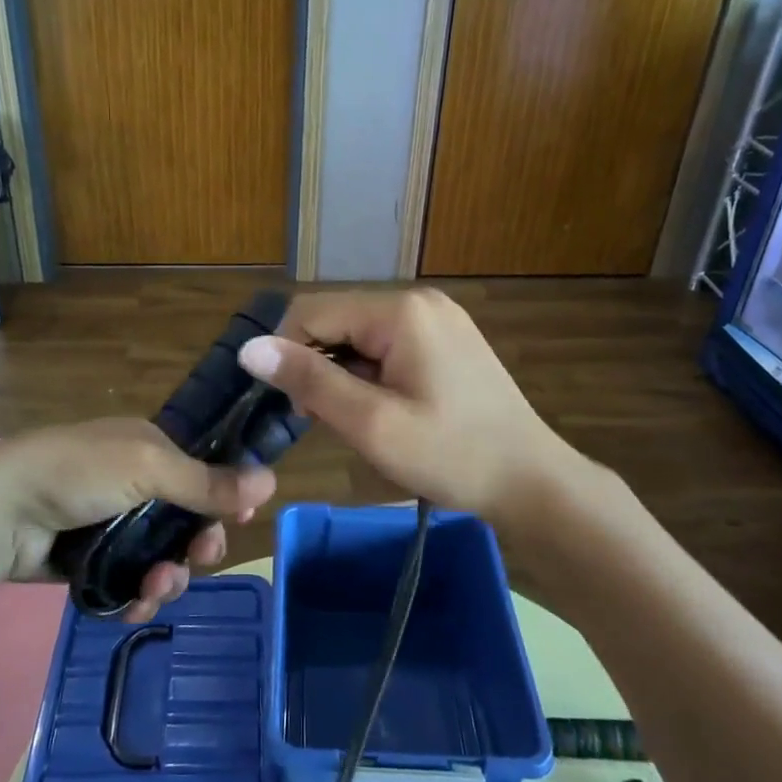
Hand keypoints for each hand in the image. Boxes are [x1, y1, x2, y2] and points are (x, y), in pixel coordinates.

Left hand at [0, 417, 276, 622]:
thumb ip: (207, 481)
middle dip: (198, 544)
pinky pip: (130, 584)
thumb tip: (271, 482)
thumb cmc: (77, 473)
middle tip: (201, 559)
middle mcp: (132, 483)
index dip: (223, 497)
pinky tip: (134, 607)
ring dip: (168, 577)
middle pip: (185, 520)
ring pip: (161, 558)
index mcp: (147, 447)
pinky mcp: (90, 562)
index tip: (240, 521)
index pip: (201, 471)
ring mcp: (109, 524)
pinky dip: (137, 598)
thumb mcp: (147, 467)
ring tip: (155, 590)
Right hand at [236, 289, 571, 526]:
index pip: (312, 311)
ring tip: (357, 420)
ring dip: (343, 372)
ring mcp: (437, 317)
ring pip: (359, 334)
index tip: (291, 406)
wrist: (532, 481)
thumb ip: (309, 380)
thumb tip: (250, 349)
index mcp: (400, 310)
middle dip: (317, 364)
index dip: (286, 353)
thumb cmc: (452, 455)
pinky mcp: (447, 338)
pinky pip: (387, 344)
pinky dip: (370, 373)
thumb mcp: (372, 423)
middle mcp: (418, 300)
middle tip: (325, 420)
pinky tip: (381, 408)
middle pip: (337, 319)